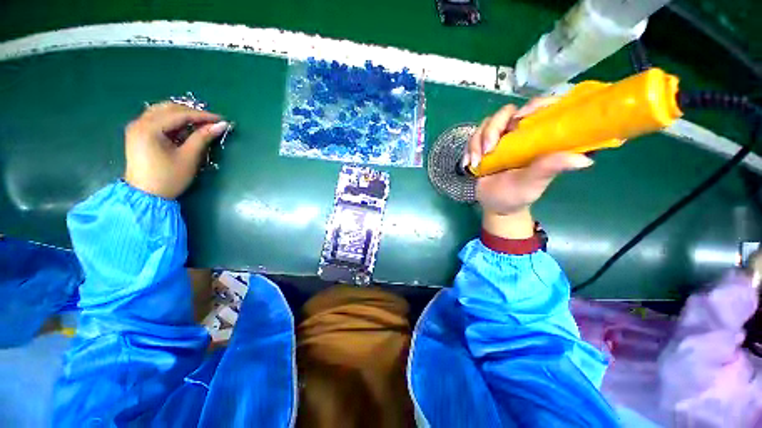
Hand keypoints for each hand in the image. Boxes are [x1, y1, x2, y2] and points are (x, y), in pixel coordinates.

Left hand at [124, 102, 228, 198]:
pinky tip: (185, 128)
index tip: (221, 119)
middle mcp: (140, 122)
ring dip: (183, 115)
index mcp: (149, 128)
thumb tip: (221, 125)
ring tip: (201, 124)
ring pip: (163, 112)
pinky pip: (158, 119)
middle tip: (212, 121)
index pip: (180, 114)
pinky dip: (173, 121)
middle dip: (193, 113)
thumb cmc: (168, 178)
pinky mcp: (138, 134)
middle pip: (169, 109)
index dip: (203, 116)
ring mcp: (137, 127)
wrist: (145, 196)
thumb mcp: (188, 158)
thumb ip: (203, 138)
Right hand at [464, 98, 592, 237]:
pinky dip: (470, 148)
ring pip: (487, 124)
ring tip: (477, 162)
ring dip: (478, 141)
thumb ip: (550, 168)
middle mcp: (520, 133)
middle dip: (493, 128)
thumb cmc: (518, 194)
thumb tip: (585, 160)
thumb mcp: (534, 182)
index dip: (533, 106)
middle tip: (489, 149)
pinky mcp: (484, 144)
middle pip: (507, 112)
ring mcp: (501, 138)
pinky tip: (470, 163)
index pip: (541, 108)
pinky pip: (474, 136)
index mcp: (539, 138)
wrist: (495, 204)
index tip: (520, 119)